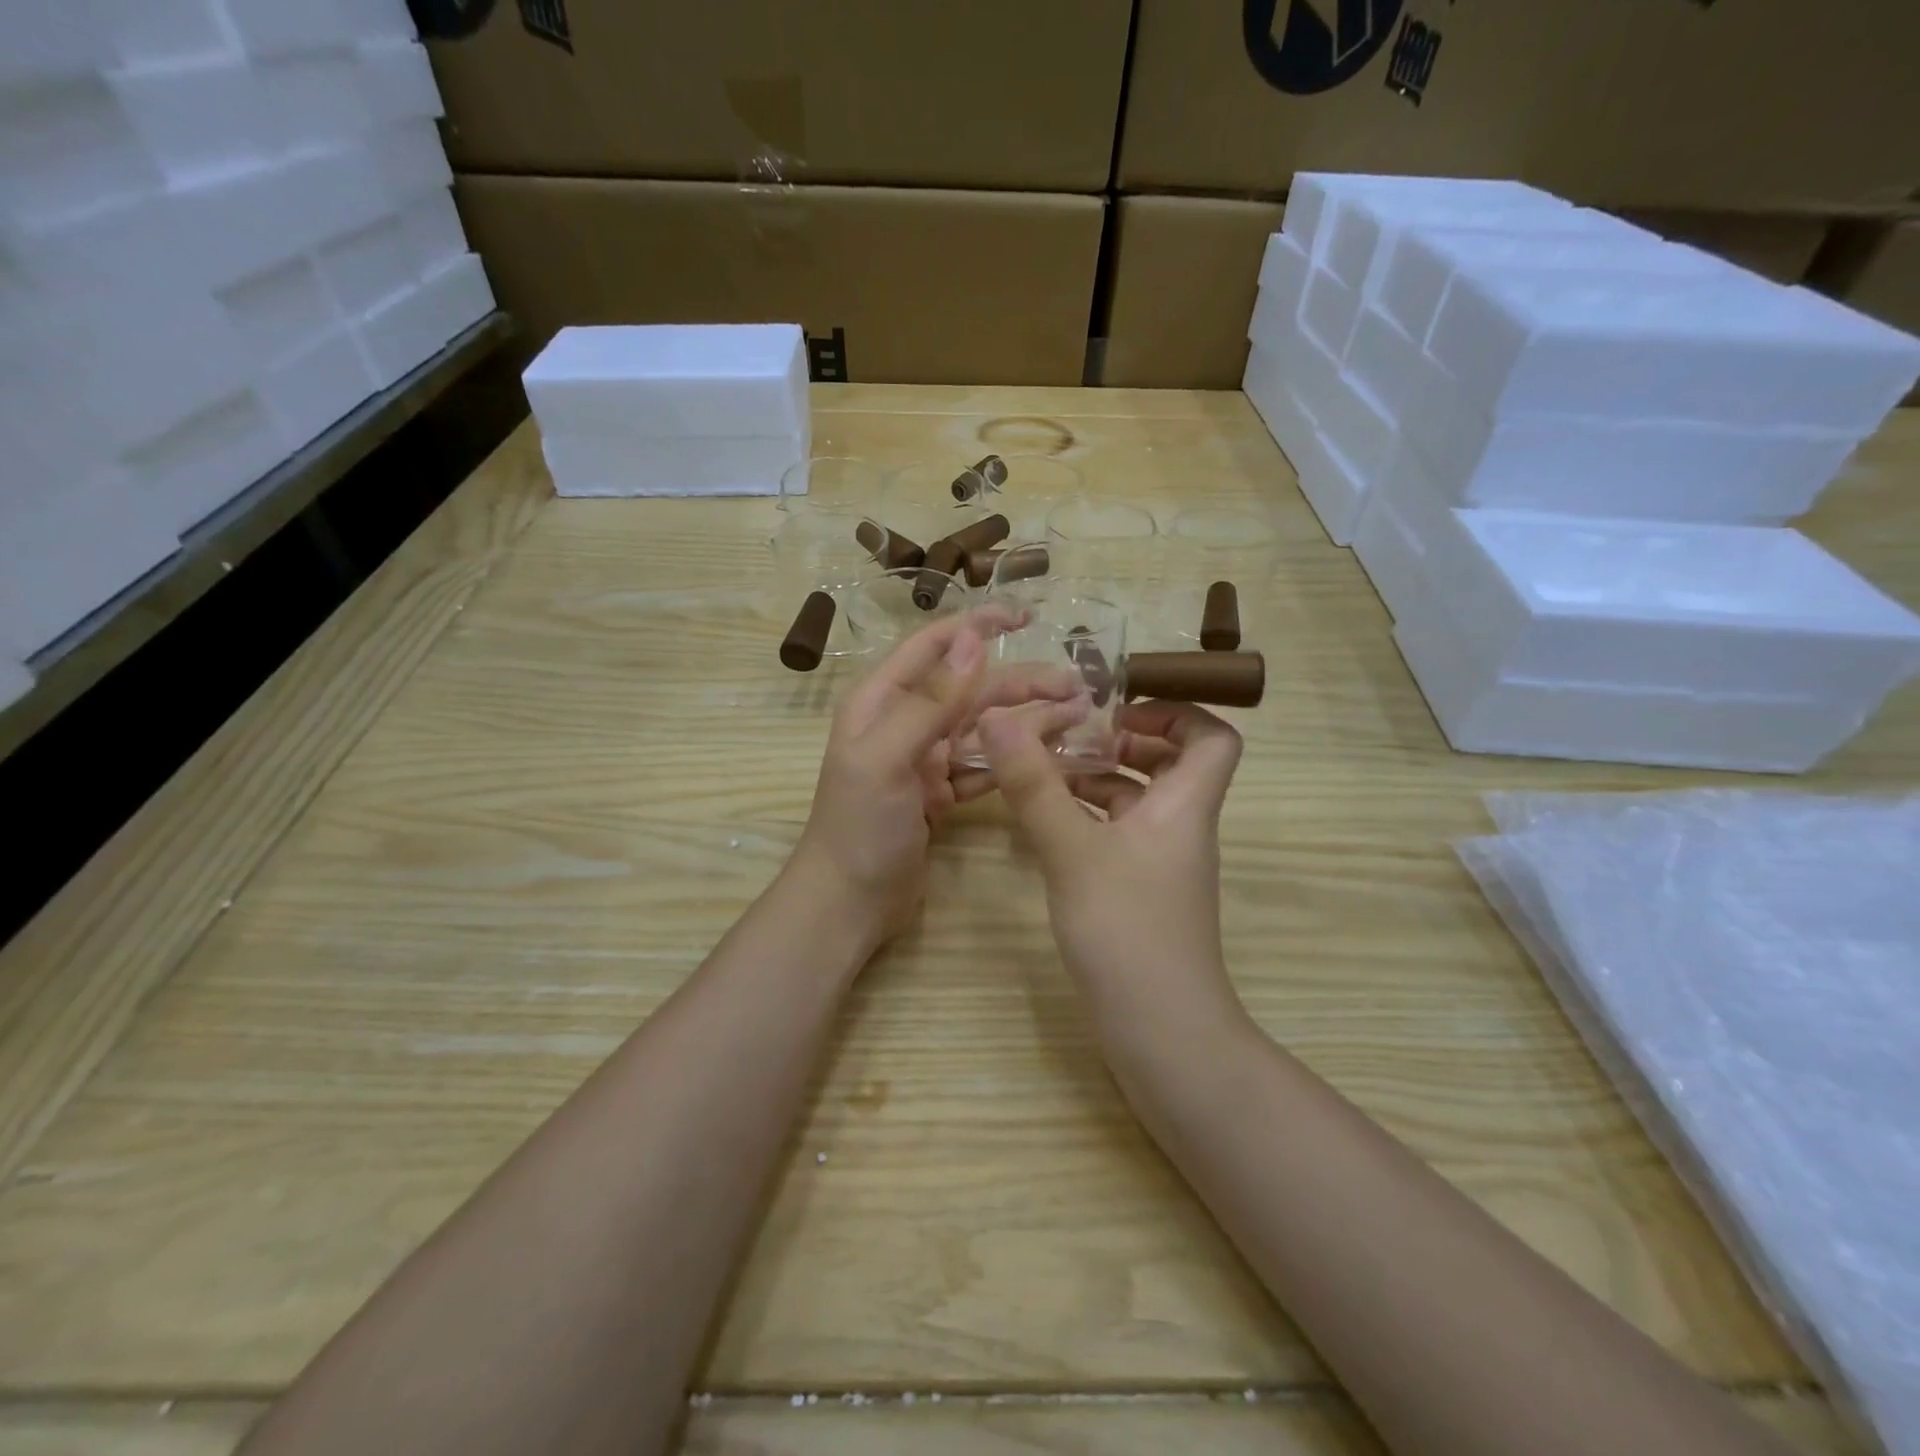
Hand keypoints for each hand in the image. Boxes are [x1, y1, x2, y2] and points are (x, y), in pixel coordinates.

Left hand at [795, 607, 1084, 946]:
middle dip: (1022, 682)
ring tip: (1080, 715)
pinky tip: (1053, 754)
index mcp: (882, 701)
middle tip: (1079, 685)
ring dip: (1028, 719)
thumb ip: (930, 700)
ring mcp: (925, 759)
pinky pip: (985, 765)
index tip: (1027, 615)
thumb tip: (974, 640)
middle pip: (971, 688)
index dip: (978, 625)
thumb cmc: (860, 826)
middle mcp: (905, 721)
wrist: (847, 903)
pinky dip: (1016, 758)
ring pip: (984, 727)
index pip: (935, 646)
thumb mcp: (887, 758)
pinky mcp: (942, 793)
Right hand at [979, 700, 1247, 1046]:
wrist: (1162, 1033)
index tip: (1117, 711)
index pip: (1214, 738)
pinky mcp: (1140, 894)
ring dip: (1097, 781)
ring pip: (1138, 802)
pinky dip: (1087, 820)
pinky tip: (1045, 824)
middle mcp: (1180, 828)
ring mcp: (1161, 864)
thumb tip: (998, 718)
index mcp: (1184, 806)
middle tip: (1071, 737)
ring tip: (1043, 773)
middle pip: (1172, 764)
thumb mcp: (1072, 851)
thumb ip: (1035, 785)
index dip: (1174, 712)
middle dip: (1123, 742)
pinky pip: (1118, 837)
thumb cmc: (1128, 930)